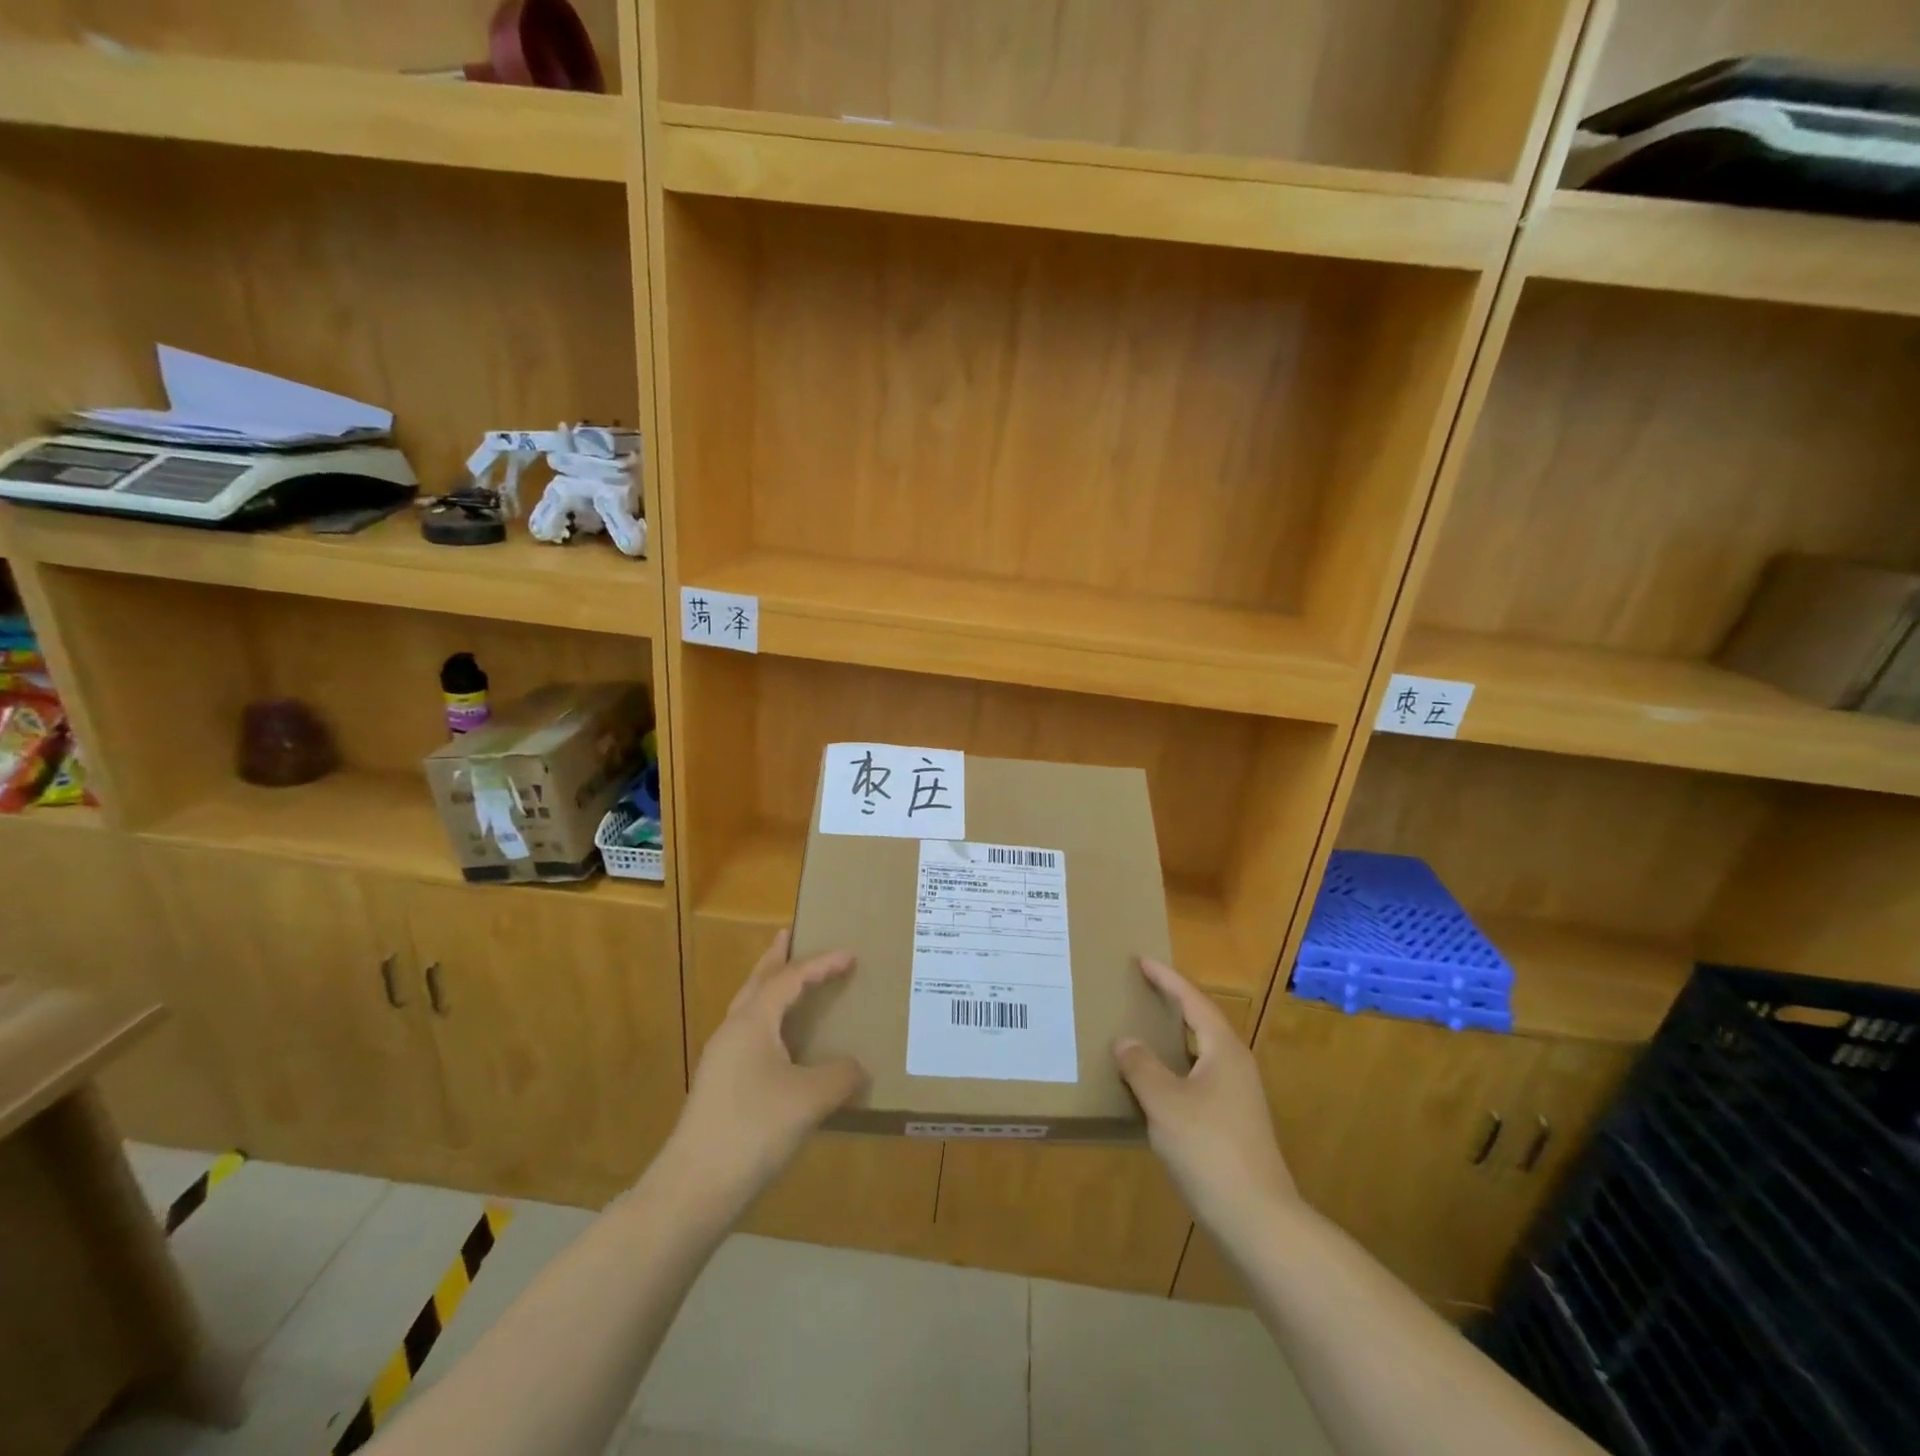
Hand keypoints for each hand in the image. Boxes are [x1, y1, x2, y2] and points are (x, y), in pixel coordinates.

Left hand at [668, 930, 866, 1210]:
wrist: (693, 1190)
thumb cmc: (753, 1130)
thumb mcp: (809, 1099)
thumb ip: (840, 1075)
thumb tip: (857, 1067)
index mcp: (752, 1022)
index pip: (790, 978)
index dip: (821, 964)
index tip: (850, 955)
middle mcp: (733, 1032)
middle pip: (757, 983)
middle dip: (775, 958)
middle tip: (791, 936)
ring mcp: (722, 1061)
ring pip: (749, 1010)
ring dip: (769, 990)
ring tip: (790, 983)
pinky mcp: (720, 1087)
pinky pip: (749, 1036)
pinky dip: (769, 1022)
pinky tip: (783, 1045)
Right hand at [1115, 957, 1295, 1237]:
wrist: (1257, 1220)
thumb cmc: (1209, 1149)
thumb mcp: (1165, 1102)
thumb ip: (1141, 1066)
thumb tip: (1125, 1041)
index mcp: (1223, 1050)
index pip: (1193, 1000)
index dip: (1166, 979)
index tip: (1142, 960)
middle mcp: (1235, 1066)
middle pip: (1201, 1022)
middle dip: (1171, 1004)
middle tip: (1139, 990)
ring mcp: (1238, 1097)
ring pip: (1199, 1054)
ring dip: (1171, 1040)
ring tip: (1140, 1033)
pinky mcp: (1233, 1125)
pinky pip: (1198, 1081)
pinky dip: (1174, 1071)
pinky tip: (1153, 1088)